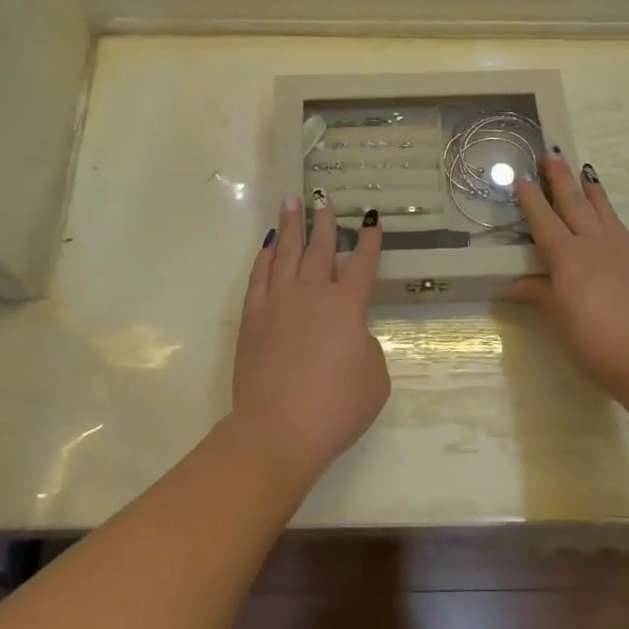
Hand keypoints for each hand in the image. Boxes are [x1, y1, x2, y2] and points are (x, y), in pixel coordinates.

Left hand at [231, 195, 389, 482]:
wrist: (278, 429)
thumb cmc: (336, 408)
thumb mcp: (375, 378)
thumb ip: (366, 346)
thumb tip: (349, 334)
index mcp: (347, 305)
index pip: (363, 263)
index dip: (370, 240)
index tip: (370, 218)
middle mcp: (312, 293)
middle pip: (320, 248)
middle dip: (325, 222)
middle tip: (324, 199)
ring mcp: (278, 302)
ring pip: (285, 253)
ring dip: (291, 227)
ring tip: (291, 203)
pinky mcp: (252, 317)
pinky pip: (259, 276)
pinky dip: (264, 256)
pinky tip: (267, 244)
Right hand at [506, 154, 628, 409]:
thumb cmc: (593, 340)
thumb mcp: (557, 318)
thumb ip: (538, 293)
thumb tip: (512, 283)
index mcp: (567, 256)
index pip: (544, 220)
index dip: (531, 199)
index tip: (521, 176)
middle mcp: (596, 246)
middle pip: (575, 206)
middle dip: (561, 179)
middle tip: (553, 153)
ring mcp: (628, 255)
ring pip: (608, 216)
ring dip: (596, 194)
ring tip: (588, 173)